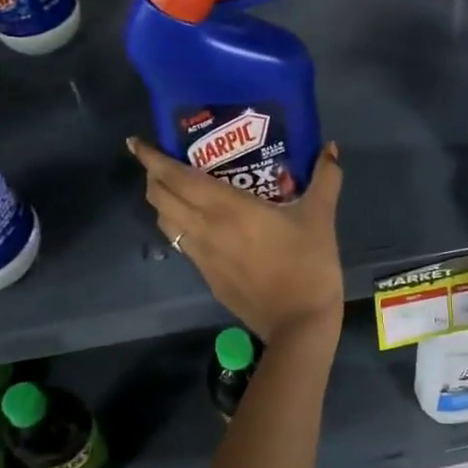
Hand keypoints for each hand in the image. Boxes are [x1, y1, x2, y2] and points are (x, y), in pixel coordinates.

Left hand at [128, 138, 344, 343]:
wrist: (299, 324)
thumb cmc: (308, 263)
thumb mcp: (320, 216)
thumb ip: (325, 178)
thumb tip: (330, 148)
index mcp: (226, 208)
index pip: (176, 178)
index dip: (153, 159)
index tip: (137, 143)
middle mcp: (204, 228)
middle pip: (161, 198)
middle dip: (153, 176)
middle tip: (161, 160)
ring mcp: (202, 256)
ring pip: (166, 223)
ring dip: (162, 202)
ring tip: (173, 188)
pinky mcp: (208, 277)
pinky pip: (181, 243)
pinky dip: (177, 225)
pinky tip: (197, 223)